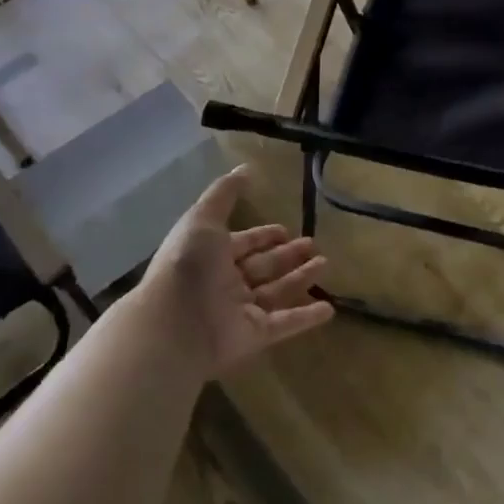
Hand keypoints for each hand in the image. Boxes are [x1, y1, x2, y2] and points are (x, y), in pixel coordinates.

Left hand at [144, 167, 334, 376]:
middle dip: (286, 254)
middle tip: (312, 243)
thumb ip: (225, 193)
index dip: (263, 235)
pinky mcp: (254, 336)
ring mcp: (241, 311)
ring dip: (300, 279)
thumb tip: (245, 167)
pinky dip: (306, 317)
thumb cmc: (188, 265)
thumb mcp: (203, 218)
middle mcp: (226, 283)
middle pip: (263, 266)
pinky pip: (285, 324)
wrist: (173, 324)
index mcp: (212, 256)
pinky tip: (330, 309)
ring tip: (325, 263)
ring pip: (277, 292)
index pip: (243, 243)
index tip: (284, 229)